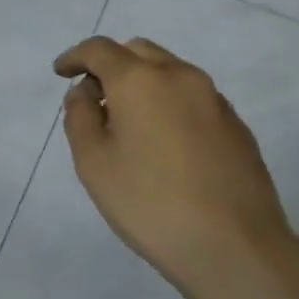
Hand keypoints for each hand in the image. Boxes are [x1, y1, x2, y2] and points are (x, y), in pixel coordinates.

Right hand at [54, 37, 298, 298]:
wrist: (237, 248)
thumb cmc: (151, 203)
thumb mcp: (93, 162)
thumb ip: (80, 116)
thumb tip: (87, 93)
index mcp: (140, 79)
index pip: (99, 50)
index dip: (75, 57)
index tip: (61, 73)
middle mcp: (180, 76)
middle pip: (138, 52)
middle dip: (111, 65)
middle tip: (94, 97)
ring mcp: (214, 99)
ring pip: (170, 72)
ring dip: (143, 83)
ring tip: (129, 122)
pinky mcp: (237, 125)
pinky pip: (193, 98)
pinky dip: (170, 103)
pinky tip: (165, 142)